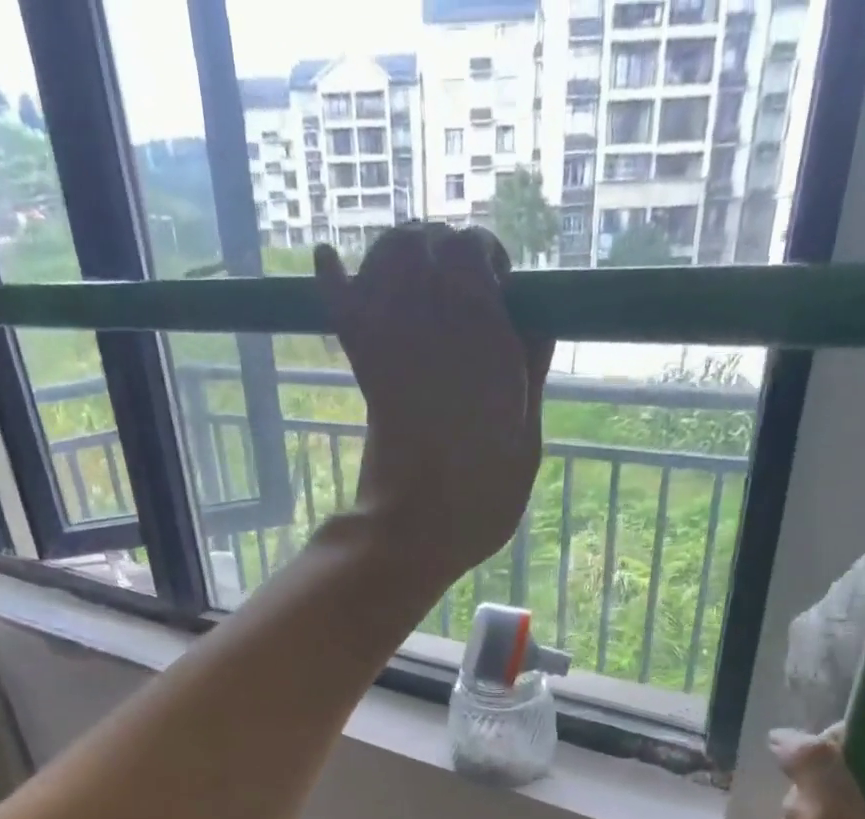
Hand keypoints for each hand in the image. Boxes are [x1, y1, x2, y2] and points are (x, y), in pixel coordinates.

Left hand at [315, 224, 553, 587]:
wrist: (414, 529)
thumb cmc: (482, 497)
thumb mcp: (528, 439)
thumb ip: (532, 373)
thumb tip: (537, 322)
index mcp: (484, 335)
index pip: (474, 249)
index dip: (485, 258)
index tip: (499, 291)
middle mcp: (434, 322)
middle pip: (426, 242)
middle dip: (443, 249)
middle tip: (459, 284)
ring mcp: (392, 342)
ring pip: (384, 259)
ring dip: (398, 255)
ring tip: (415, 278)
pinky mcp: (364, 370)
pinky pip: (341, 308)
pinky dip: (333, 281)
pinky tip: (327, 262)